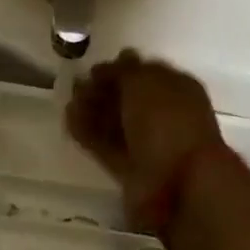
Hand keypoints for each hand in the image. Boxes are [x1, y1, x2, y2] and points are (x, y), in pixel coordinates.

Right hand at [66, 51, 223, 224]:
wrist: (181, 186)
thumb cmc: (167, 122)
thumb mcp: (145, 82)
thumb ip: (125, 70)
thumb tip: (113, 63)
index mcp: (177, 89)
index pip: (145, 72)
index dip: (119, 68)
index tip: (93, 69)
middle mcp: (165, 115)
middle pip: (127, 98)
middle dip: (101, 90)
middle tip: (76, 85)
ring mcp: (149, 144)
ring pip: (115, 122)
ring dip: (92, 111)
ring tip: (69, 101)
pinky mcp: (131, 170)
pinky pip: (106, 146)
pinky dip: (88, 134)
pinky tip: (69, 121)